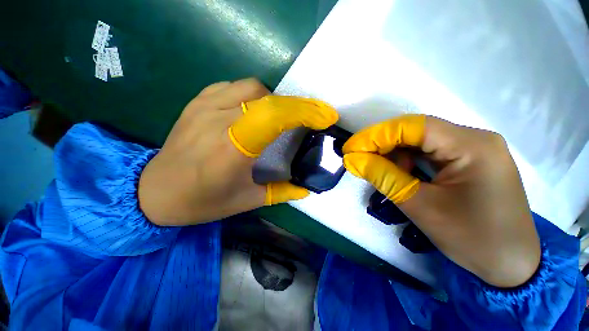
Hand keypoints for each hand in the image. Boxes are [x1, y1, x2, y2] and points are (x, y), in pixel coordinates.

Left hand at [138, 78, 337, 225]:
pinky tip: (254, 110)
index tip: (325, 116)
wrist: (154, 191)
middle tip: (310, 117)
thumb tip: (306, 188)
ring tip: (280, 117)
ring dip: (274, 100)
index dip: (303, 112)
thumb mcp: (246, 201)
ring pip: (251, 87)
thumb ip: (281, 192)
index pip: (272, 117)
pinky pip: (232, 86)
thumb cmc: (202, 202)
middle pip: (267, 98)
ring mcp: (203, 107)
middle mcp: (217, 121)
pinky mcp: (196, 102)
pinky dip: (252, 95)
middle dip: (296, 105)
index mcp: (231, 150)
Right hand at [342, 115, 540, 287]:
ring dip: (395, 155)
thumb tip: (352, 159)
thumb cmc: (473, 240)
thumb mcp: (420, 207)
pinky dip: (408, 161)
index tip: (350, 148)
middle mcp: (474, 138)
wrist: (511, 265)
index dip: (375, 135)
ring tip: (382, 173)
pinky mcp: (469, 160)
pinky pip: (429, 152)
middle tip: (359, 160)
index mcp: (471, 146)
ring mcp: (473, 148)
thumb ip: (383, 177)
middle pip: (416, 131)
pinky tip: (402, 175)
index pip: (413, 127)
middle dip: (382, 145)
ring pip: (420, 141)